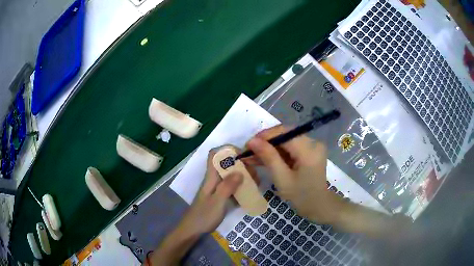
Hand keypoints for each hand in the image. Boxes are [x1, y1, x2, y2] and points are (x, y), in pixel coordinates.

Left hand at [150, 150, 243, 265]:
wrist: (193, 229)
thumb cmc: (203, 215)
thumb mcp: (217, 202)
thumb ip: (227, 187)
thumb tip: (240, 171)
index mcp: (211, 177)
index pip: (215, 154)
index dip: (227, 150)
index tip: (243, 155)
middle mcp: (215, 179)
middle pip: (227, 163)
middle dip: (242, 165)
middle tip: (254, 174)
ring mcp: (218, 188)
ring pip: (232, 175)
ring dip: (244, 176)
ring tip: (255, 183)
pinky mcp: (222, 196)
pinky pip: (234, 186)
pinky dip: (243, 186)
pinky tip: (251, 192)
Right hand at [245, 125, 338, 223]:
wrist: (319, 205)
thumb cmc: (301, 196)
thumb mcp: (282, 179)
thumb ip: (268, 157)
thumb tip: (252, 141)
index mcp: (309, 150)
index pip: (284, 133)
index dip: (265, 136)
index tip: (247, 145)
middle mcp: (313, 143)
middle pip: (285, 134)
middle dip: (265, 142)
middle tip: (248, 151)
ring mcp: (312, 146)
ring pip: (286, 140)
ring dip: (270, 148)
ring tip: (252, 156)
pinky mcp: (309, 151)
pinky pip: (290, 147)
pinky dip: (277, 152)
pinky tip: (263, 158)